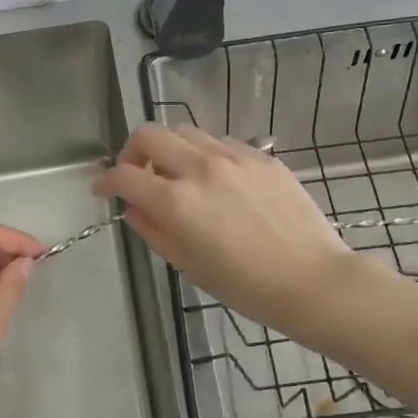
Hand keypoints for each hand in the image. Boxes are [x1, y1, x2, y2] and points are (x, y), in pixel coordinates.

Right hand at [95, 124, 359, 337]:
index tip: (103, 190)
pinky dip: (203, 153)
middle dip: (132, 152)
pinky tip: (214, 179)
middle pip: (150, 135)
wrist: (314, 280)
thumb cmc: (247, 286)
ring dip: (169, 149)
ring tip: (176, 175)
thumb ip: (155, 231)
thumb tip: (135, 209)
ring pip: (185, 131)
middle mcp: (201, 167)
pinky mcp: (261, 156)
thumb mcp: (190, 265)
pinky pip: (219, 142)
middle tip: (136, 176)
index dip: (106, 181)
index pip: (125, 175)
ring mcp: (234, 156)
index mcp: (177, 201)